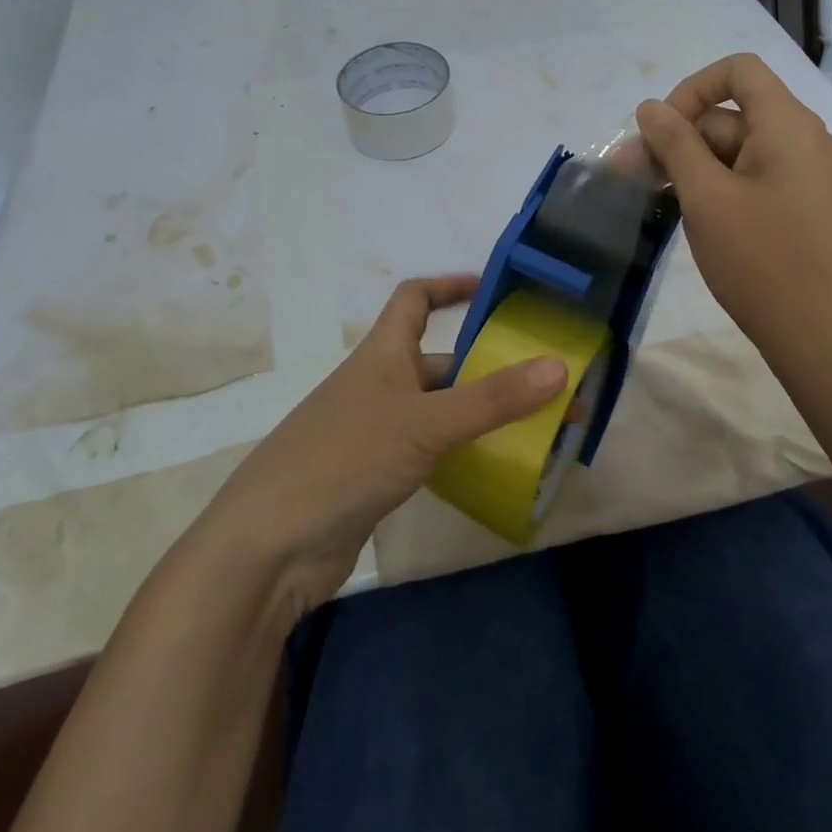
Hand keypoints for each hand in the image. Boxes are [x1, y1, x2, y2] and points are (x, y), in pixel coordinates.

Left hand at [194, 275, 565, 621]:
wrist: (272, 545)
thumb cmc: (346, 459)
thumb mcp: (424, 423)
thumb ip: (492, 399)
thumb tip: (560, 365)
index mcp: (383, 353)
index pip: (414, 298)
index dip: (449, 286)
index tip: (493, 288)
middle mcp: (381, 384)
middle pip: (441, 361)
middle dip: (490, 367)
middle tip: (548, 381)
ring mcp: (378, 431)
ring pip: (441, 409)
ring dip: (484, 413)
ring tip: (541, 427)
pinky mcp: (378, 474)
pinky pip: (432, 450)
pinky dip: (464, 451)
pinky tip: (499, 467)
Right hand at [635, 53, 831, 374]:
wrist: (825, 339)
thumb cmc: (761, 261)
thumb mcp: (705, 197)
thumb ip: (675, 143)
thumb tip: (651, 107)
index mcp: (789, 126)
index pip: (738, 71)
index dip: (691, 89)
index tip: (661, 131)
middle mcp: (810, 140)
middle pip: (734, 116)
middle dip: (681, 140)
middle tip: (635, 177)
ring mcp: (815, 176)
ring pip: (743, 151)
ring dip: (697, 167)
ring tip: (659, 201)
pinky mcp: (812, 207)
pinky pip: (760, 178)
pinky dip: (724, 186)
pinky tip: (696, 218)